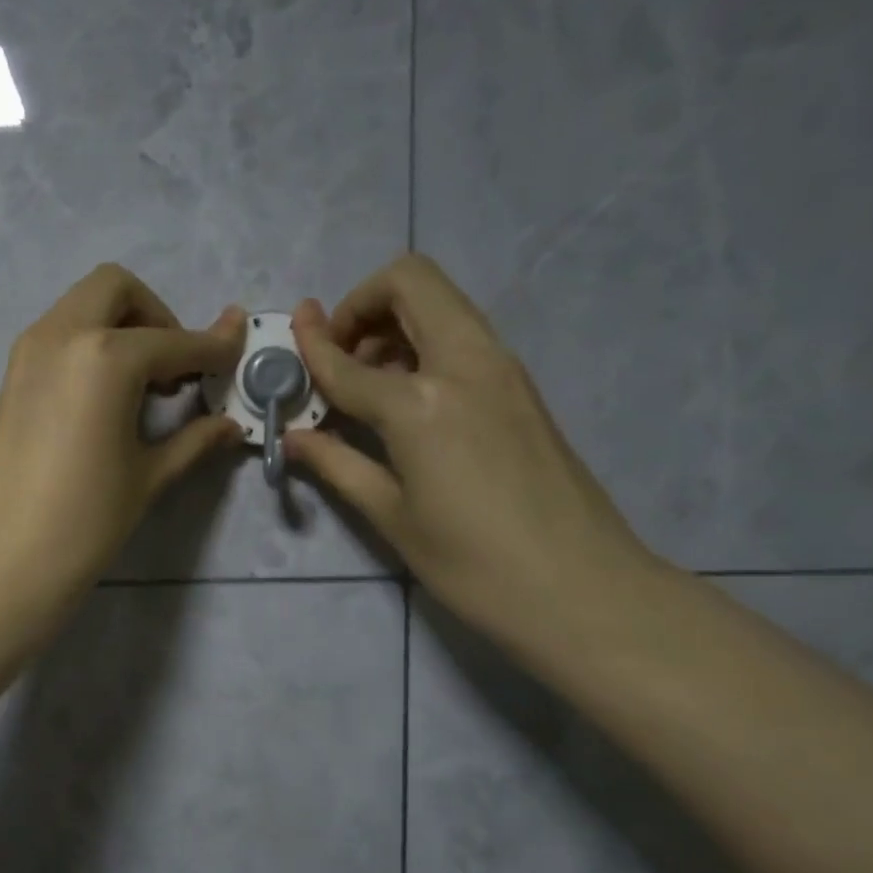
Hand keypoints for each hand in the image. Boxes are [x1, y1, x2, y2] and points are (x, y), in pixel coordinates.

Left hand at [0, 264, 245, 607]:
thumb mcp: (149, 477)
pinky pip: (58, 335)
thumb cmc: (85, 522)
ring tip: (142, 386)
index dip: (213, 347)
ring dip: (120, 326)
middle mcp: (62, 335)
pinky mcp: (9, 376)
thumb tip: (231, 424)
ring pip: (81, 306)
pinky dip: (89, 344)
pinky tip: (104, 399)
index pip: (174, 341)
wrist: (1, 560)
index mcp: (105, 356)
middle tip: (174, 368)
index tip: (237, 351)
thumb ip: (195, 439)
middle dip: (156, 316)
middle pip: (116, 290)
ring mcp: (27, 352)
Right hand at [286, 253, 658, 644]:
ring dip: (396, 322)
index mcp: (422, 403)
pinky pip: (464, 338)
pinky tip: (408, 403)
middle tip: (340, 356)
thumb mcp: (392, 517)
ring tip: (369, 382)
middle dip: (363, 303)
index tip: (290, 331)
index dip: (312, 345)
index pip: (349, 361)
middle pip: (412, 282)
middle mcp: (465, 365)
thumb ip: (337, 463)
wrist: (582, 589)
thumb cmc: (472, 564)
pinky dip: (425, 346)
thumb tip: (294, 438)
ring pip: (443, 304)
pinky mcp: (523, 388)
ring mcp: (503, 370)